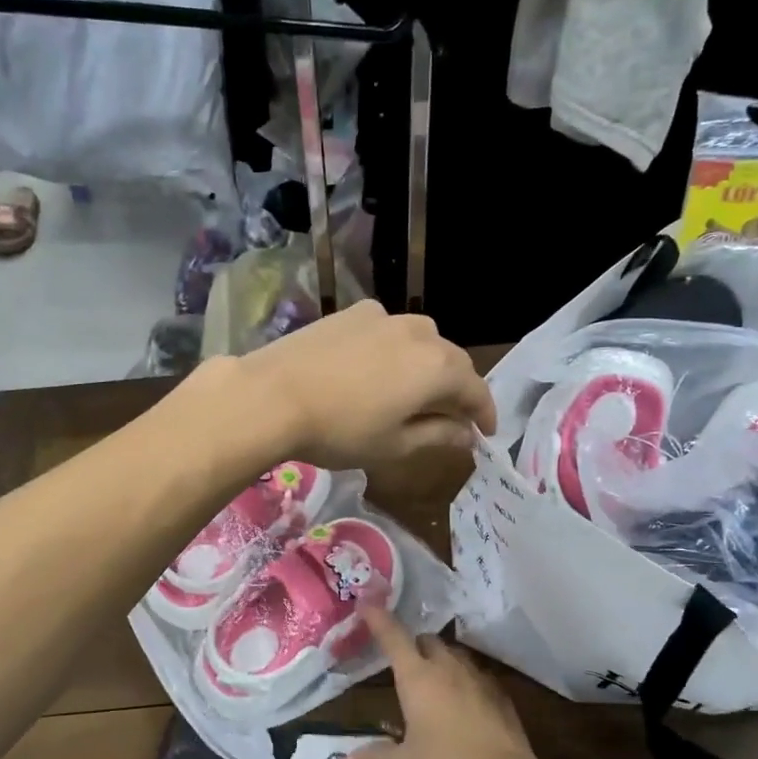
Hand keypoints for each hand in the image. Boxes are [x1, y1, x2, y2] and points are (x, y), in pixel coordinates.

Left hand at [236, 301, 495, 467]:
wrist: (272, 395)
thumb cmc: (340, 430)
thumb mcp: (394, 445)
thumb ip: (438, 436)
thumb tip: (467, 435)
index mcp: (438, 368)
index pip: (475, 390)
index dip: (484, 413)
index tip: (485, 433)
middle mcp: (419, 333)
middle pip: (451, 361)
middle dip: (457, 389)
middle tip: (453, 416)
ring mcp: (384, 317)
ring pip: (421, 340)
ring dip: (428, 365)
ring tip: (416, 390)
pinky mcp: (352, 313)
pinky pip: (388, 330)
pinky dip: (396, 349)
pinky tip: (378, 366)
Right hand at [344, 605, 546, 758]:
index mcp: (418, 677)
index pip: (393, 636)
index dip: (378, 618)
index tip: (366, 603)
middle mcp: (448, 668)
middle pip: (426, 641)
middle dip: (413, 645)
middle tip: (401, 663)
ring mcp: (478, 678)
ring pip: (454, 656)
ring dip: (439, 662)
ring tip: (430, 684)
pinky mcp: (500, 695)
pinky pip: (476, 677)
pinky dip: (463, 683)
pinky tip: (461, 706)